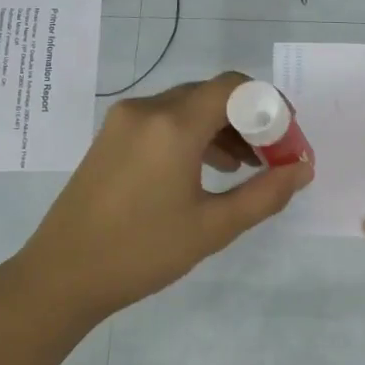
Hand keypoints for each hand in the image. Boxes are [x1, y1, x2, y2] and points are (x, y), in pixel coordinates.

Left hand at [15, 72, 312, 321]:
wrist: (61, 276)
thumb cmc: (142, 253)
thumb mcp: (213, 227)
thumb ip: (266, 194)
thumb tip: (303, 169)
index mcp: (172, 126)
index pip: (234, 88)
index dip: (270, 104)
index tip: (290, 136)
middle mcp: (147, 110)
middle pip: (212, 94)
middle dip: (250, 119)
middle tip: (274, 155)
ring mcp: (124, 121)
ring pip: (188, 106)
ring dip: (223, 128)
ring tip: (249, 166)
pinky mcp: (111, 137)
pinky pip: (164, 121)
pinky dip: (195, 135)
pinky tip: (210, 169)